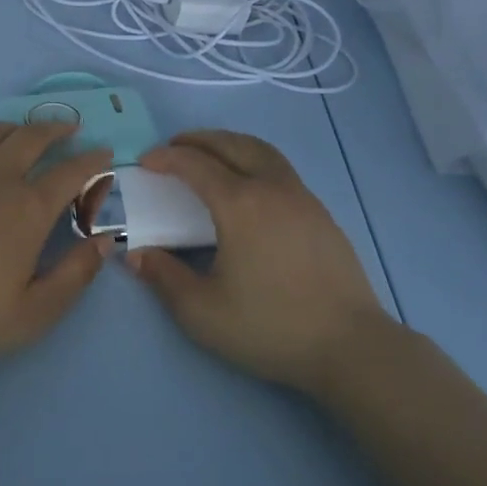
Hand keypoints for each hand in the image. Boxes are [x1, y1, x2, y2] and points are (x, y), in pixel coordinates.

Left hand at [0, 122, 113, 389]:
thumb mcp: (35, 313)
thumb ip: (75, 274)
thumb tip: (105, 240)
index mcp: (27, 208)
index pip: (70, 172)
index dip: (92, 160)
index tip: (104, 153)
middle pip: (30, 139)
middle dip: (55, 129)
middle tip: (68, 128)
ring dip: (10, 128)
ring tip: (19, 130)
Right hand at [127, 130, 394, 396]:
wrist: (350, 345)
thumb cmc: (270, 327)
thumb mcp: (202, 312)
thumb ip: (164, 278)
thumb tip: (135, 255)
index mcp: (240, 204)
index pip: (195, 165)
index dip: (166, 158)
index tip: (145, 162)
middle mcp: (271, 187)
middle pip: (230, 144)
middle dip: (197, 140)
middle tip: (174, 148)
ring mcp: (301, 196)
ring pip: (261, 150)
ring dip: (229, 143)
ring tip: (210, 155)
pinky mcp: (320, 212)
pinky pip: (279, 168)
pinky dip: (253, 159)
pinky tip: (249, 186)